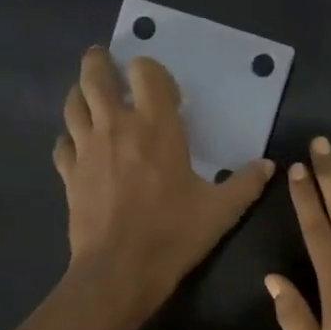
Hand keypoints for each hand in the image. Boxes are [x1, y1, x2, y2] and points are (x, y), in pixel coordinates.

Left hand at [55, 48, 273, 313]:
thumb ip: (246, 184)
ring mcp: (87, 149)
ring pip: (73, 104)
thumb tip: (268, 165)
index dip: (150, 69)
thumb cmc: (174, 233)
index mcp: (156, 127)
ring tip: (88, 93)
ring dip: (80, 92)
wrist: (120, 270)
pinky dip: (69, 137)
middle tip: (104, 59)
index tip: (159, 84)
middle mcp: (117, 126)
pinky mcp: (69, 174)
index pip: (146, 73)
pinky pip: (62, 144)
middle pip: (97, 77)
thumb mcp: (221, 211)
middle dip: (100, 62)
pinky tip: (77, 144)